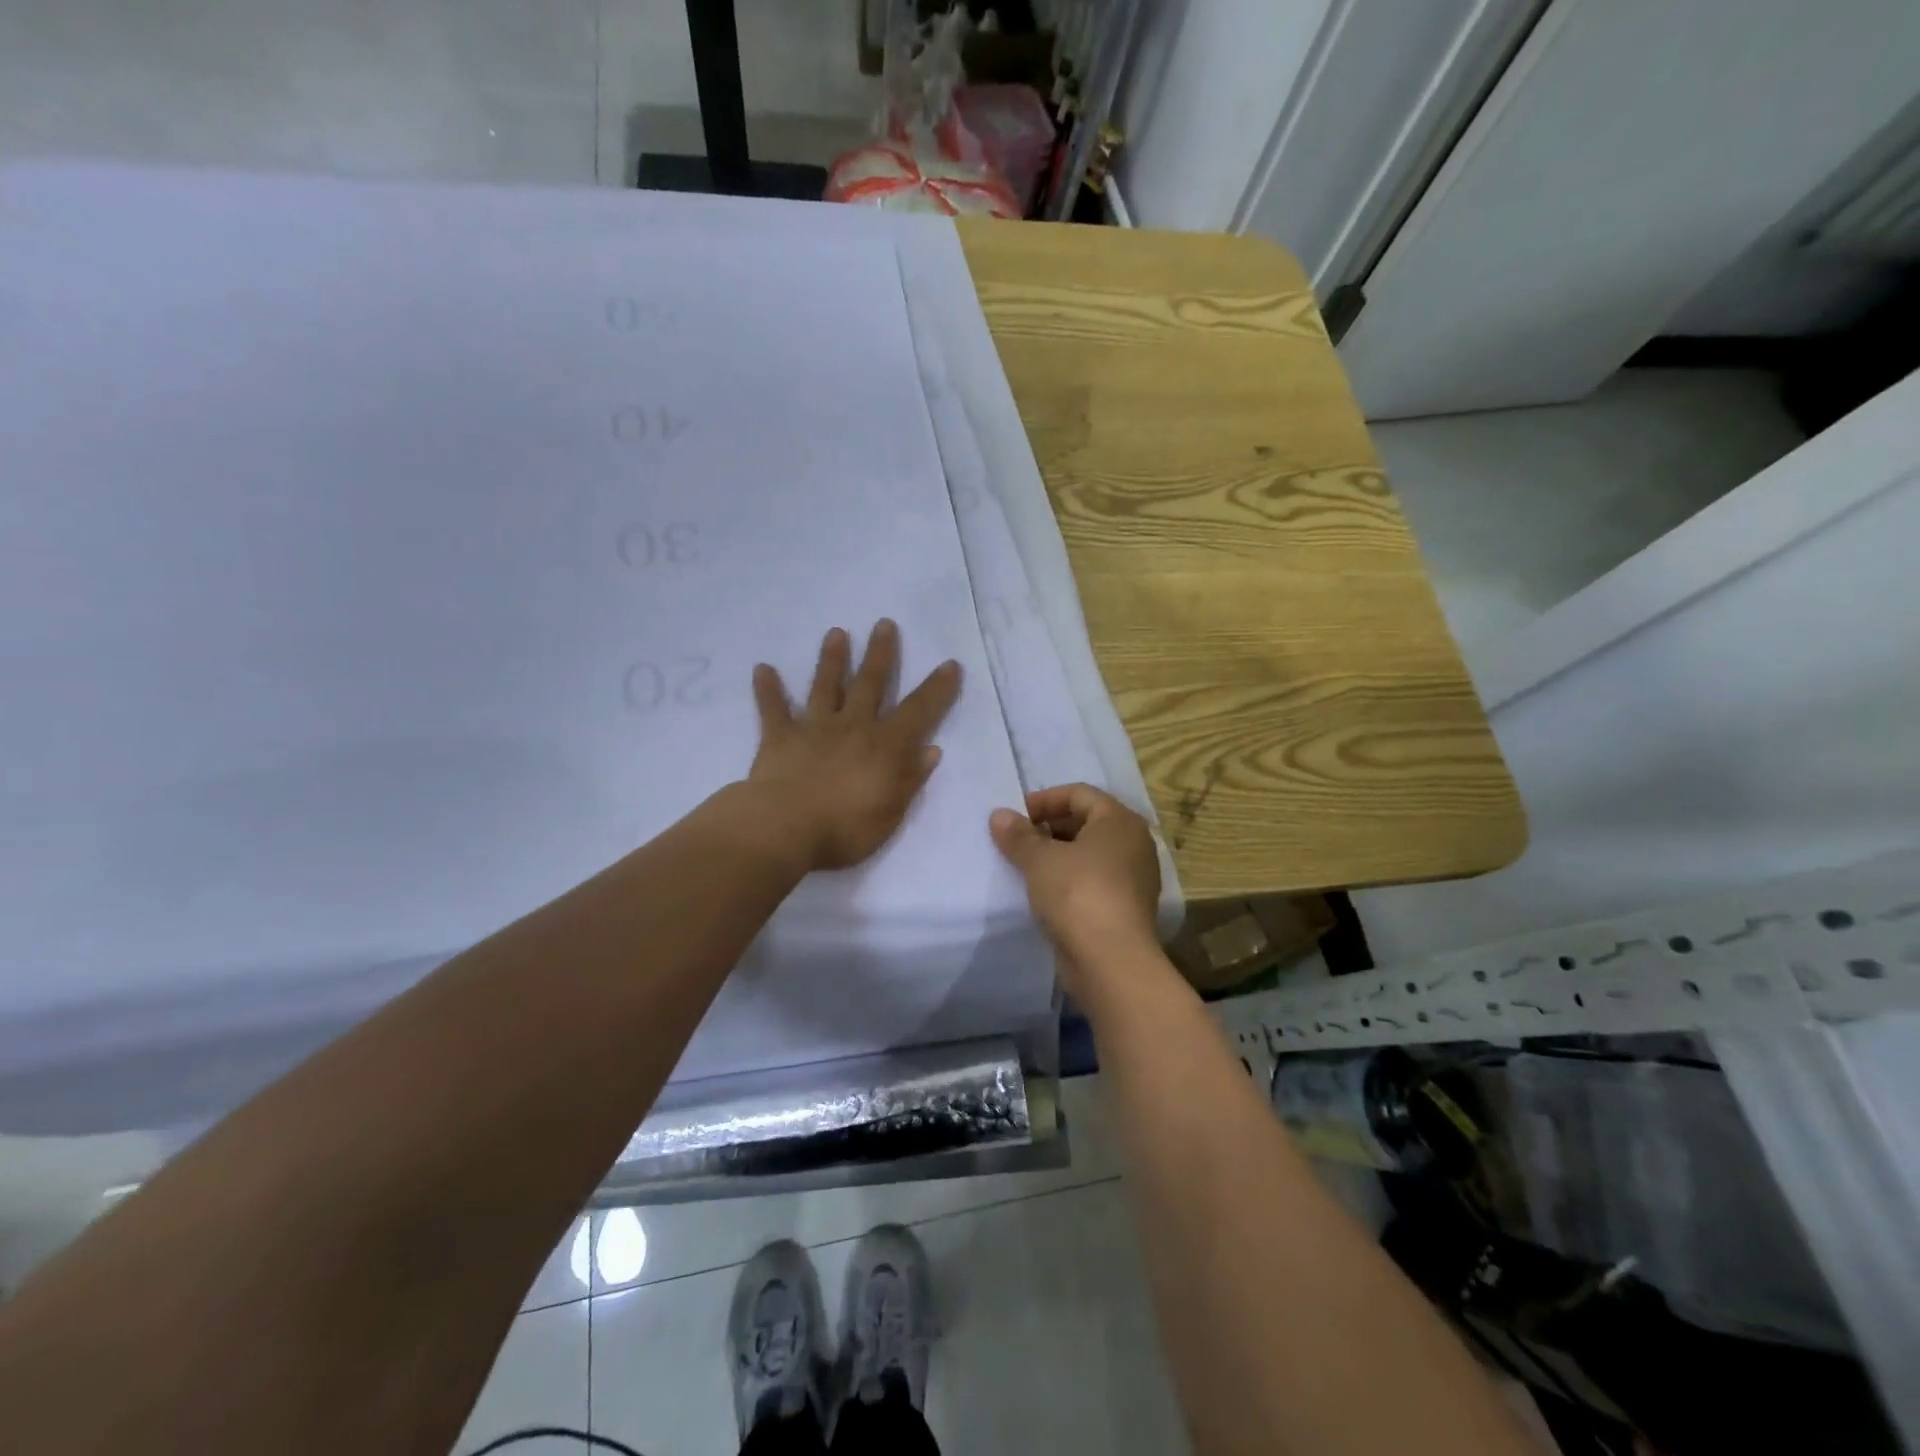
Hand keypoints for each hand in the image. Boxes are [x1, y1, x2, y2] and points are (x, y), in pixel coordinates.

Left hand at [747, 620, 961, 871]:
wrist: (784, 828)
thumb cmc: (844, 829)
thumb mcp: (891, 813)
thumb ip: (910, 779)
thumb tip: (931, 750)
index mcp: (884, 746)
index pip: (919, 711)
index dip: (937, 689)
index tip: (949, 664)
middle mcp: (852, 726)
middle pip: (870, 683)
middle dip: (880, 653)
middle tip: (884, 624)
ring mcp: (814, 728)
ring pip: (826, 686)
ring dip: (832, 659)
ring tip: (836, 632)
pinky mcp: (780, 737)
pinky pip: (773, 709)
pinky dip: (768, 689)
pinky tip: (762, 668)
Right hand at [989, 784, 1163, 988]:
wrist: (1112, 961)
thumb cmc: (1078, 894)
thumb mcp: (1040, 860)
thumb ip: (1018, 835)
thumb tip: (999, 815)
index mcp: (1119, 820)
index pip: (1079, 793)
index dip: (1043, 800)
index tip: (1014, 817)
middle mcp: (1133, 843)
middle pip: (1086, 821)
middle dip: (1048, 828)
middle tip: (1016, 841)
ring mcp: (1133, 877)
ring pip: (1089, 854)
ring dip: (1056, 856)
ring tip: (1024, 866)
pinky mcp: (1126, 907)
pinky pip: (1093, 880)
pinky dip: (1068, 880)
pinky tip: (1042, 893)